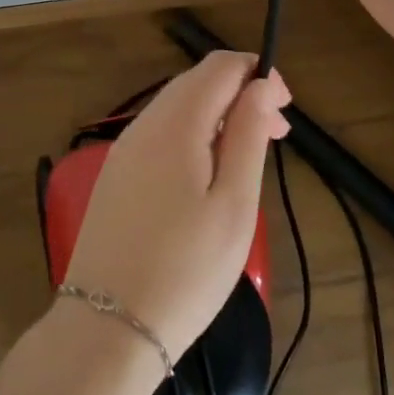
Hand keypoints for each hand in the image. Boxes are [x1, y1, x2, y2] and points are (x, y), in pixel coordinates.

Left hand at [63, 52, 290, 360]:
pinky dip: (193, 135)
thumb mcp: (233, 204)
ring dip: (218, 115)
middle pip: (197, 81)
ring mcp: (125, 149)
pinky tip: (207, 174)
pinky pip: (160, 133)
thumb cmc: (186, 270)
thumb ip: (248, 135)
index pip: (220, 66)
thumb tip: (262, 85)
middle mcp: (144, 124)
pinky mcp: (116, 175)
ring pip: (178, 106)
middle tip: (276, 136)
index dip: (258, 74)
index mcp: (176, 123)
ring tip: (247, 157)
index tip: (286, 111)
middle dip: (241, 94)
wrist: (107, 328)